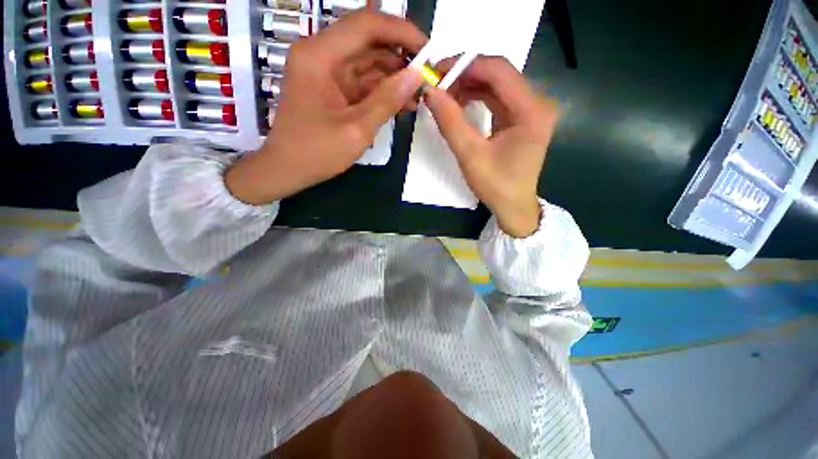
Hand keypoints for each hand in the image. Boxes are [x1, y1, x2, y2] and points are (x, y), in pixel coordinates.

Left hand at [226, 10, 425, 204]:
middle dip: (401, 56)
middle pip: (369, 41)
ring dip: (395, 76)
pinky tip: (403, 103)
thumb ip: (387, 100)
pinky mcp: (333, 89)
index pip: (367, 25)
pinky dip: (383, 91)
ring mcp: (327, 73)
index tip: (427, 52)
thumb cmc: (316, 152)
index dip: (402, 32)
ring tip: (419, 95)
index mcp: (320, 55)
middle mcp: (322, 55)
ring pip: (368, 63)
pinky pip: (363, 82)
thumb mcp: (356, 129)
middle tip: (427, 76)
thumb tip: (416, 75)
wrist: (288, 169)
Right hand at [423, 56, 560, 237]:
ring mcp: (532, 110)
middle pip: (499, 74)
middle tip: (437, 84)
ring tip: (445, 96)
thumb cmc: (495, 186)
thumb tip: (429, 91)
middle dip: (466, 75)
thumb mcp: (469, 155)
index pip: (498, 70)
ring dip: (470, 86)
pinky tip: (460, 104)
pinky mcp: (523, 118)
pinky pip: (498, 98)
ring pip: (497, 85)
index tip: (437, 70)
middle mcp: (537, 103)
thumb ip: (450, 121)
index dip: (466, 65)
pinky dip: (477, 98)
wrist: (513, 206)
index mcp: (532, 110)